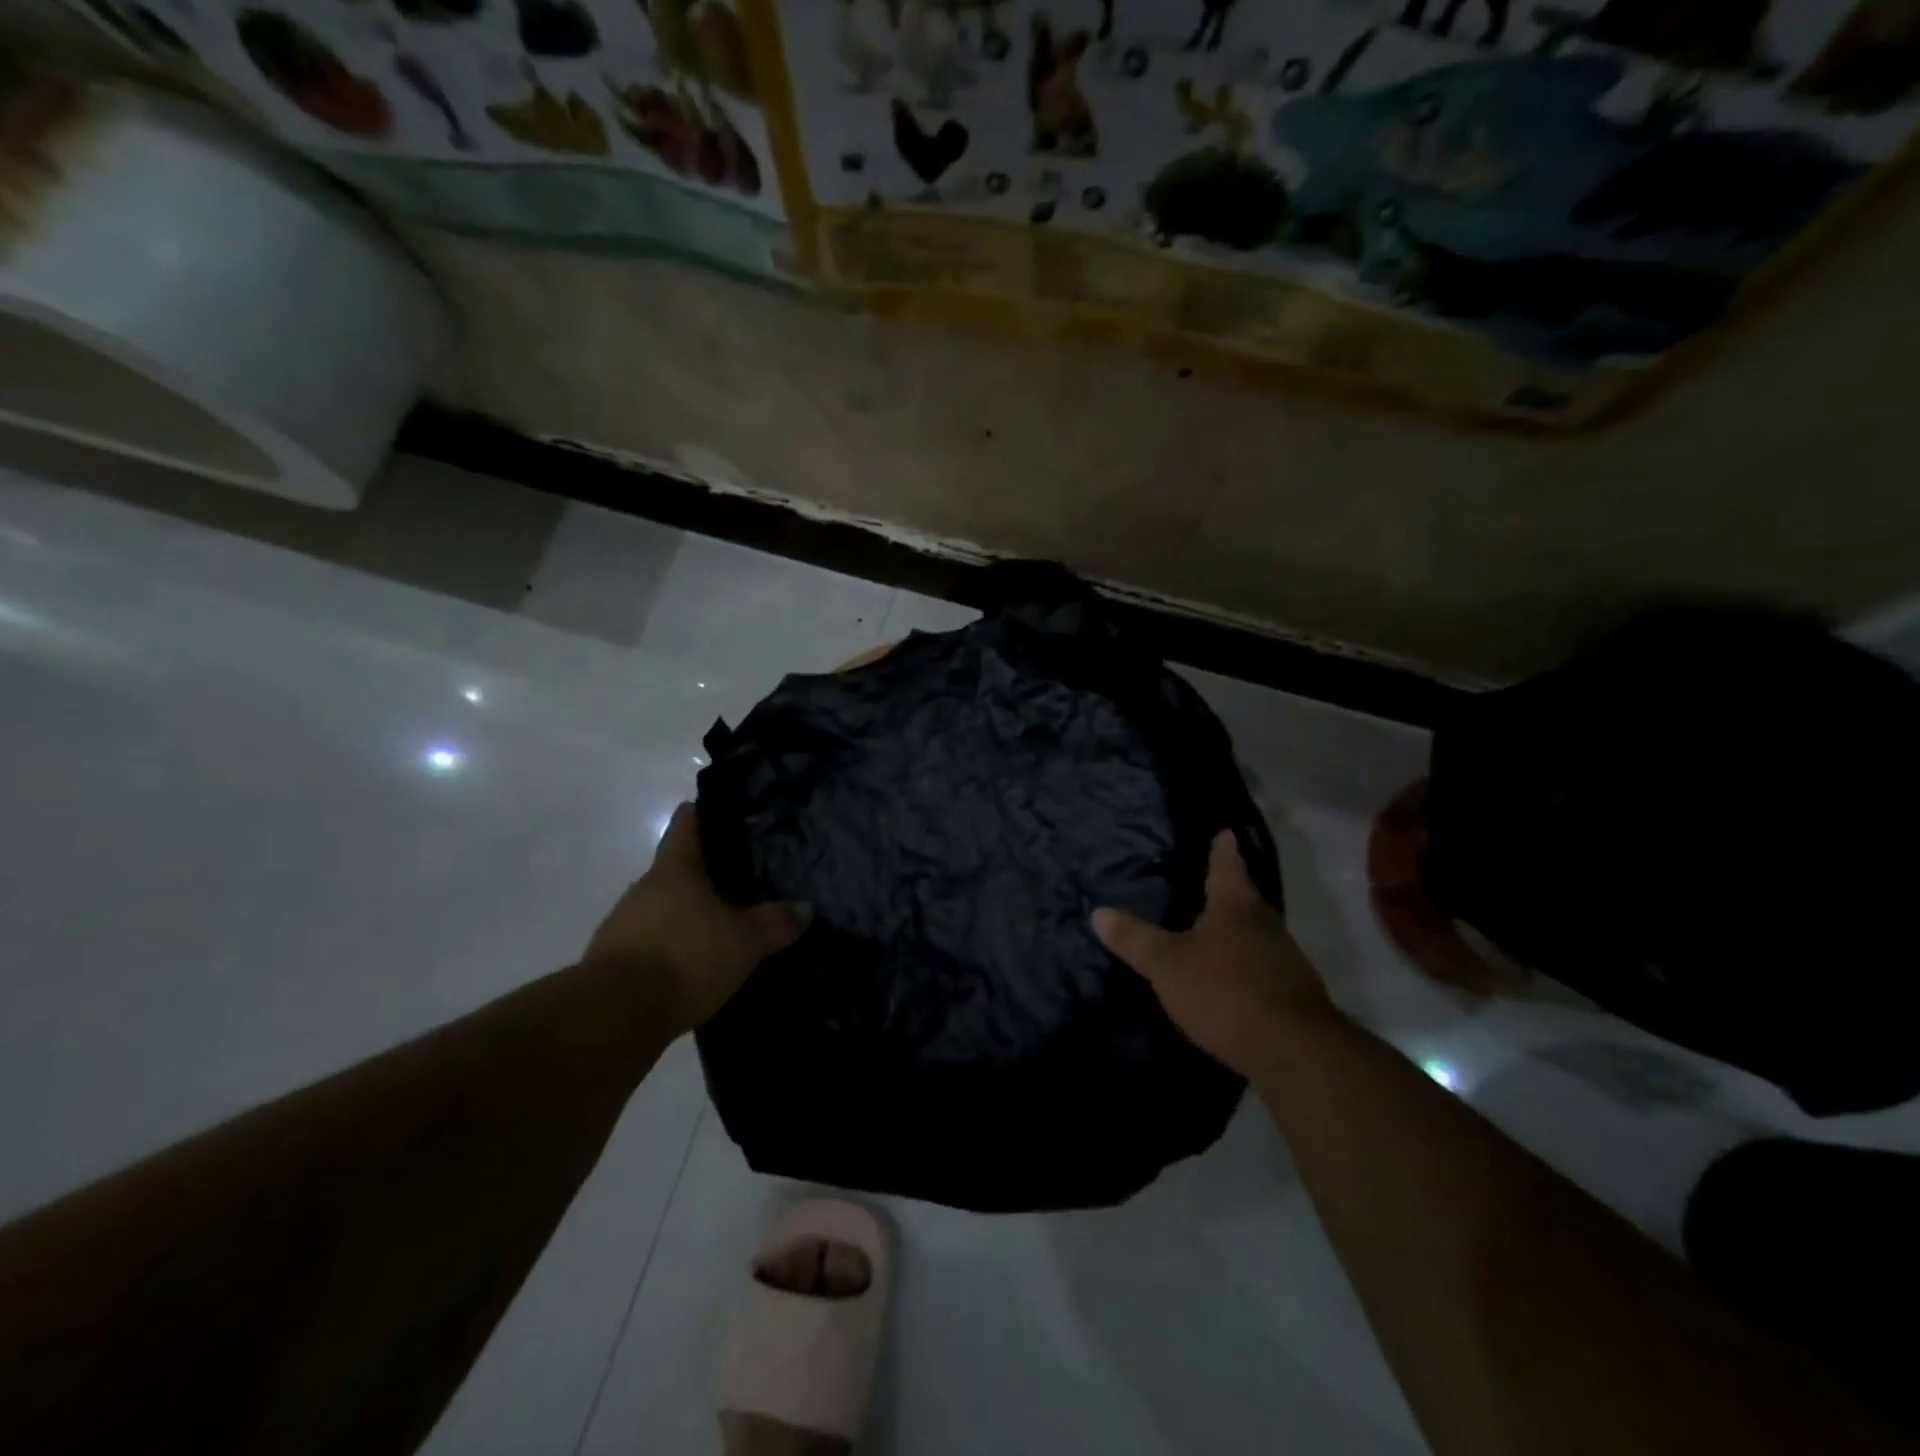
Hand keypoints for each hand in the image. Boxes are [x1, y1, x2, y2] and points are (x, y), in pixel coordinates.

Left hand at [586, 803, 807, 1031]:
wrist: (615, 1017)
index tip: (736, 818)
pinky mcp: (616, 962)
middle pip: (679, 868)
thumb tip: (805, 908)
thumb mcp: (745, 941)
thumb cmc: (685, 957)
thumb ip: (776, 922)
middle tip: (749, 883)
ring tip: (728, 929)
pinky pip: (654, 943)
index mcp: (675, 869)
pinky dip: (677, 948)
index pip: (688, 822)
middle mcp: (645, 888)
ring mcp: (625, 924)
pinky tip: (700, 966)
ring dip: (693, 915)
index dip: (709, 813)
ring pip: (667, 907)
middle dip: (711, 875)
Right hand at [1093, 831, 1336, 1076]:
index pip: (1226, 865)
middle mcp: (1266, 924)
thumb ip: (1134, 939)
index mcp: (1235, 906)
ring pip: (1257, 932)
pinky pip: (1265, 964)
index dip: (1222, 848)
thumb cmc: (1225, 991)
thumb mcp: (1167, 965)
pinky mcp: (1295, 993)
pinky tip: (1234, 976)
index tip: (1224, 832)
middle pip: (1245, 898)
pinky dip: (1248, 962)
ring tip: (1217, 928)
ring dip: (1239, 928)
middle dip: (1229, 889)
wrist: (1295, 1051)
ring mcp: (1285, 959)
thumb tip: (1097, 911)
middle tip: (1210, 881)